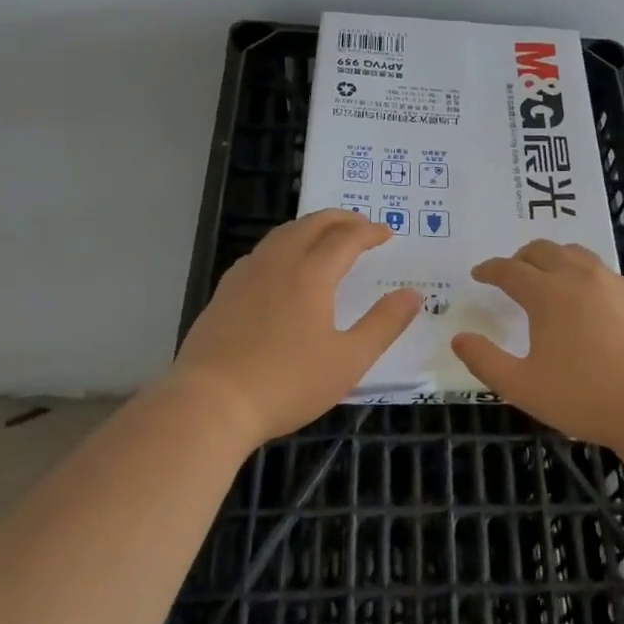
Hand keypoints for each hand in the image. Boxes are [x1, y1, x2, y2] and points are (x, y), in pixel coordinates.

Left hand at [173, 209, 421, 444]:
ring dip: (310, 227)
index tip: (386, 233)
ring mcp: (246, 275)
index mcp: (311, 275)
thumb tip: (413, 294)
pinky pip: (260, 252)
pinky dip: (283, 244)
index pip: (346, 238)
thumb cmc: (286, 384)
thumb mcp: (348, 361)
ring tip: (326, 237)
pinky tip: (282, 266)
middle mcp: (277, 263)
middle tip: (361, 224)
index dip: (369, 232)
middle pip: (311, 224)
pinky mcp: (224, 292)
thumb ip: (384, 324)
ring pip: (282, 234)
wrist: (210, 404)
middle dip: (340, 219)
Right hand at [451, 240, 623, 450]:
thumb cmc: (585, 398)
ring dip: (556, 259)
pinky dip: (586, 276)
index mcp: (548, 294)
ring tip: (549, 277)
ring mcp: (615, 284)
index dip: (490, 269)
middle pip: (544, 251)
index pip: (510, 270)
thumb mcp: (523, 387)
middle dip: (521, 257)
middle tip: (512, 272)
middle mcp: (580, 277)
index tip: (479, 273)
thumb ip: (485, 361)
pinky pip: (606, 273)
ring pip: (578, 254)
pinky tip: (590, 301)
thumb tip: (459, 339)